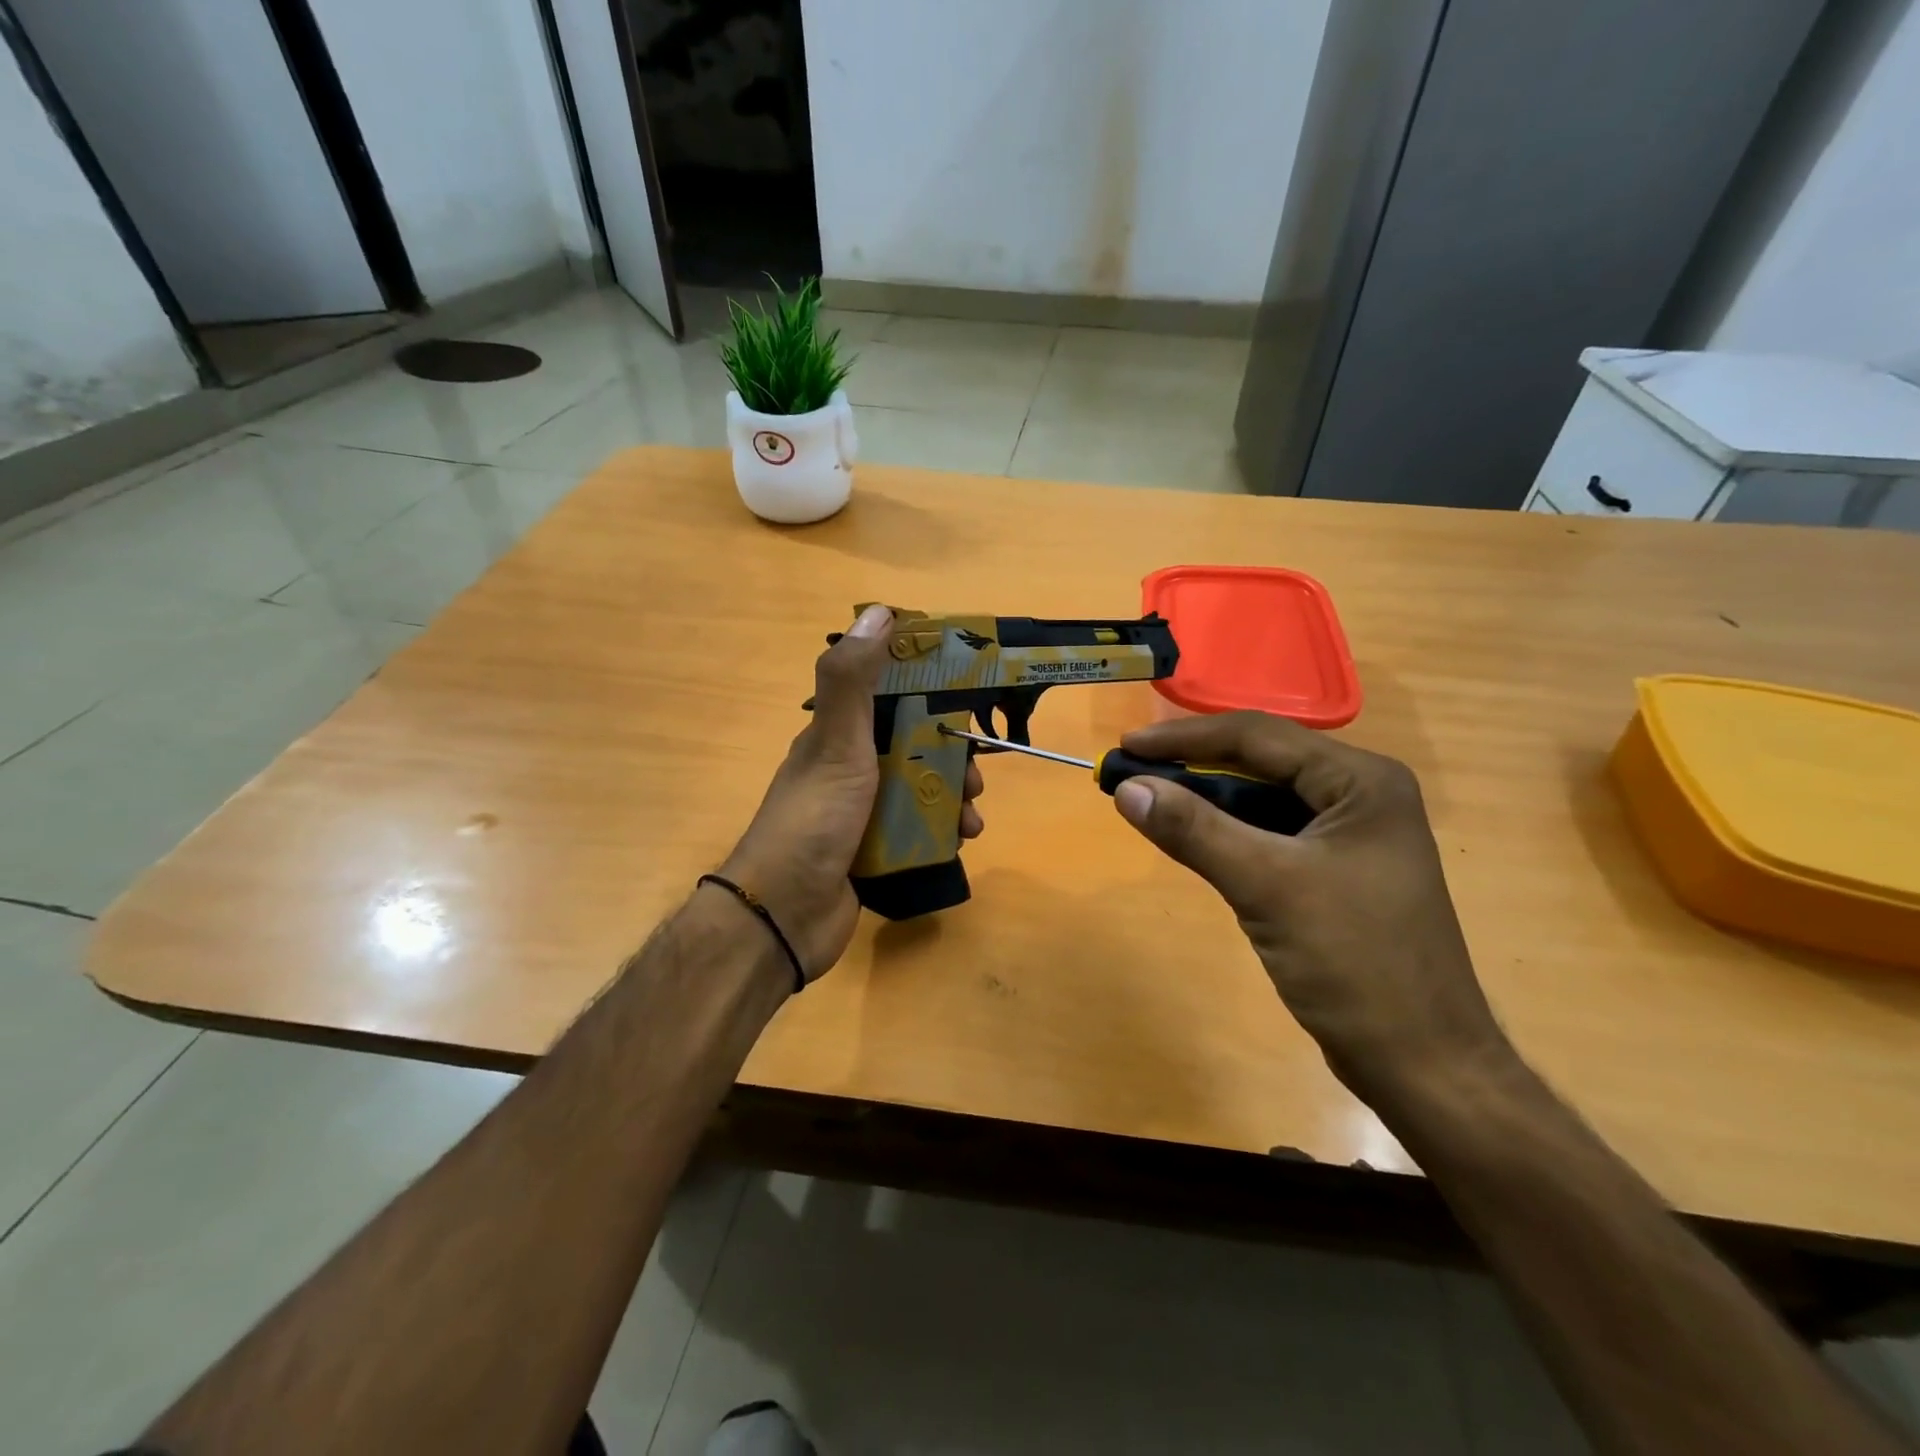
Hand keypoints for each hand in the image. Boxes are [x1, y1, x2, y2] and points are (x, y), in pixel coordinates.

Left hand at [720, 605, 984, 982]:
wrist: (785, 914)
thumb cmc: (814, 819)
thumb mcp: (836, 742)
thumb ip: (853, 680)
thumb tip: (879, 611)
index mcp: (838, 736)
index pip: (889, 695)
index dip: (929, 689)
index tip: (969, 693)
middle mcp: (850, 768)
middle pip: (913, 745)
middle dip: (951, 755)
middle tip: (977, 774)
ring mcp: (861, 812)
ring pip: (920, 789)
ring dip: (952, 795)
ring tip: (972, 816)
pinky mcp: (874, 851)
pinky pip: (918, 829)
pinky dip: (943, 830)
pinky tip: (962, 840)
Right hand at [1111, 712, 1514, 1105]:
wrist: (1423, 1065)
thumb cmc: (1355, 965)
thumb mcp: (1267, 886)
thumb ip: (1195, 830)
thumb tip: (1127, 787)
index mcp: (1361, 781)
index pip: (1258, 736)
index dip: (1185, 737)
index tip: (1126, 746)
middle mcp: (1360, 793)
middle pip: (1261, 761)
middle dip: (1192, 766)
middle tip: (1130, 773)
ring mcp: (1350, 834)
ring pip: (1262, 798)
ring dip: (1206, 799)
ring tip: (1149, 800)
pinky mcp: (1336, 870)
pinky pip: (1270, 833)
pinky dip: (1227, 832)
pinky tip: (1191, 838)